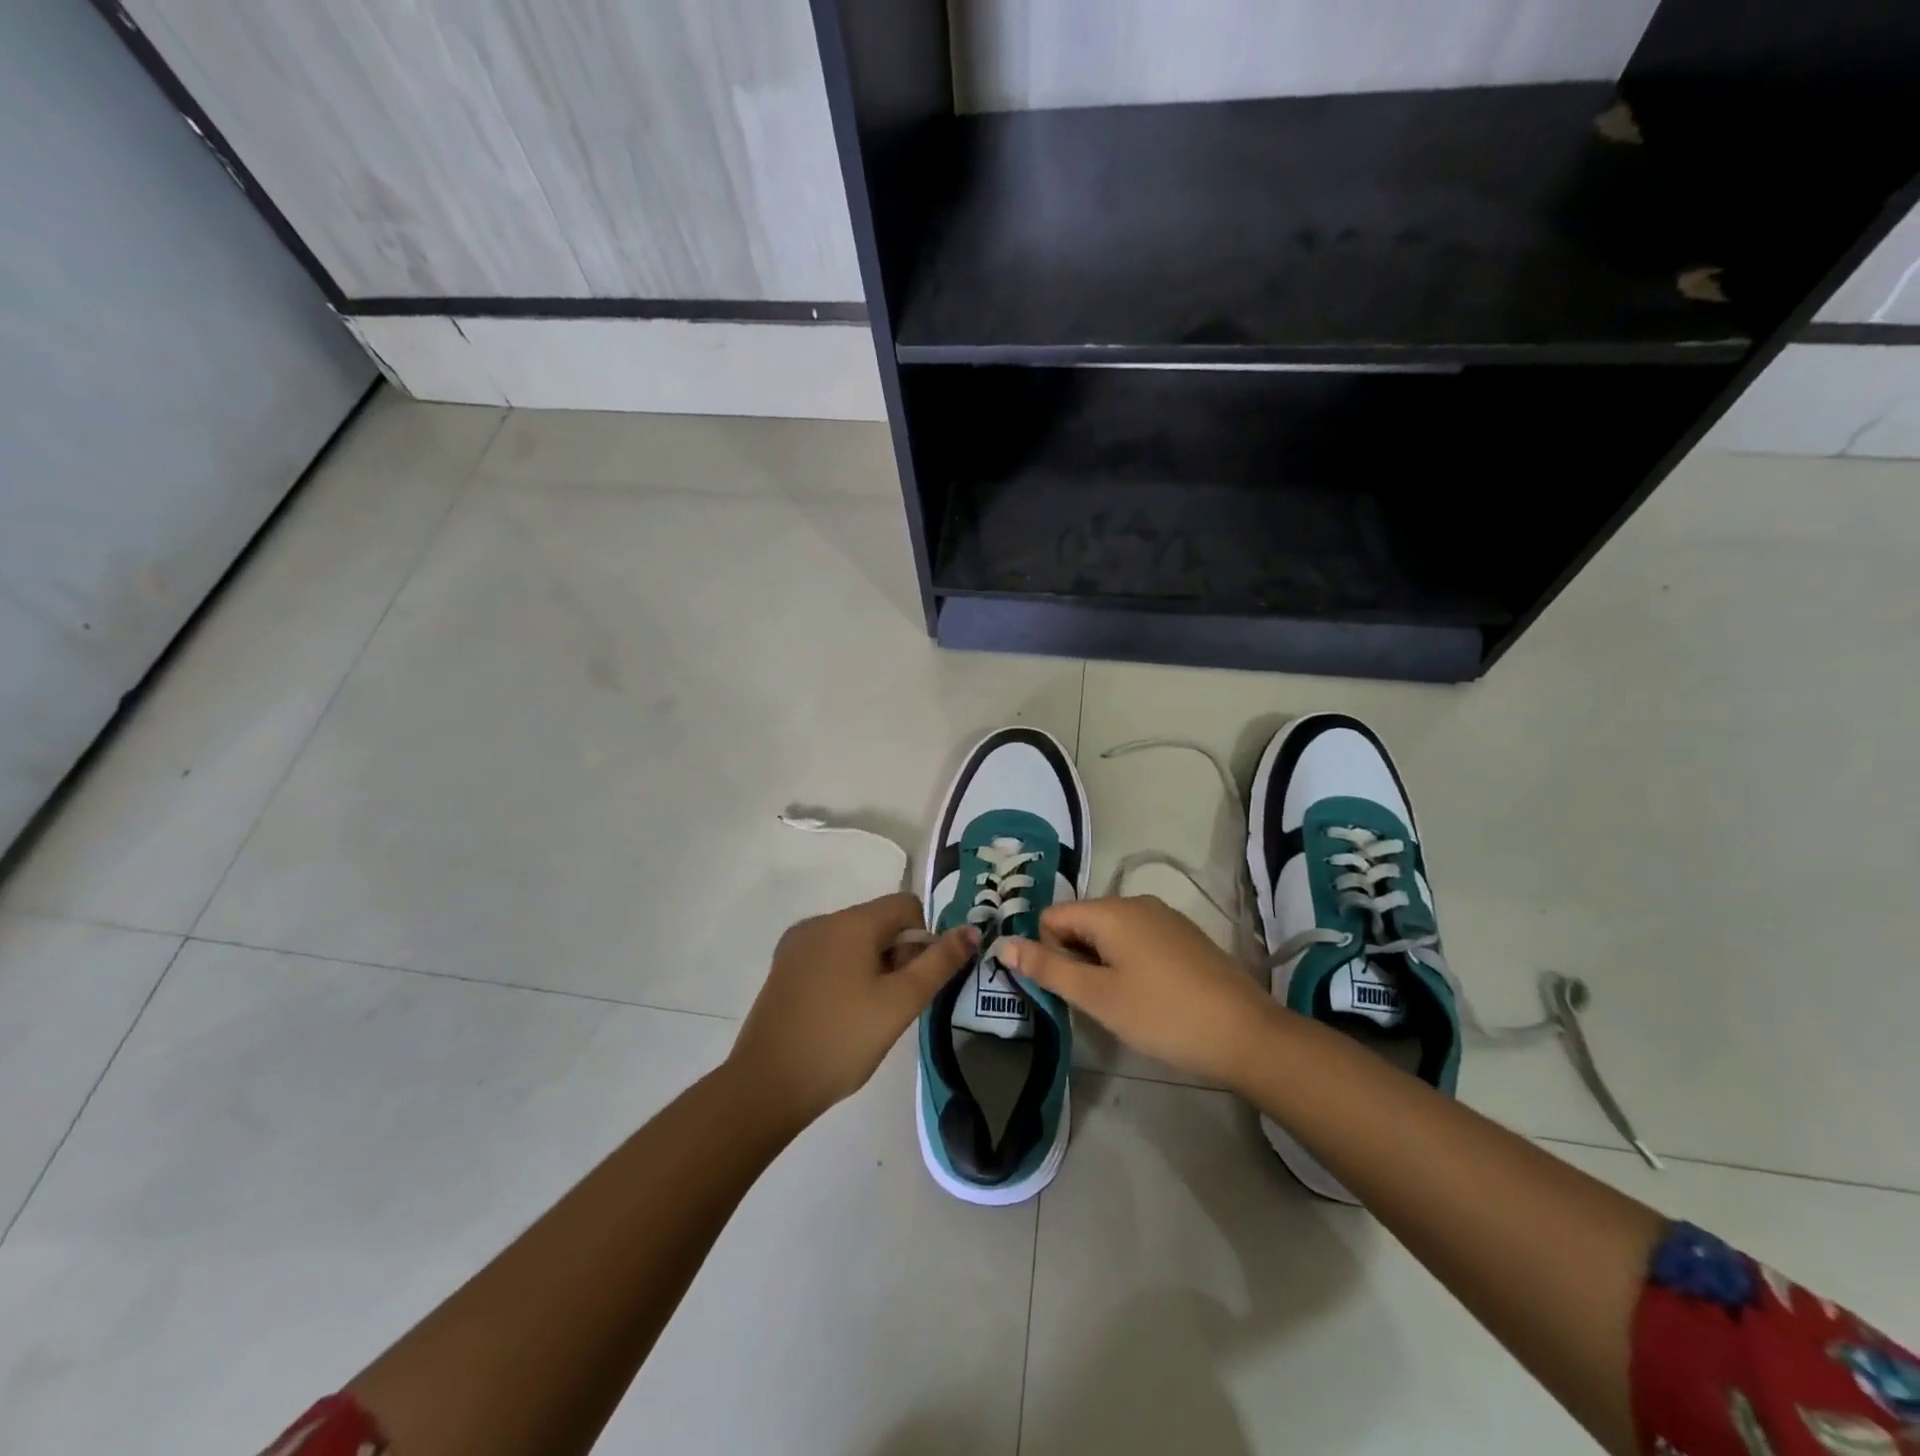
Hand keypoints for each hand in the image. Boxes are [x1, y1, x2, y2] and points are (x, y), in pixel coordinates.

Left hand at [729, 893, 976, 1124]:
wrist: (767, 1085)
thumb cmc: (842, 1039)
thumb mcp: (900, 1003)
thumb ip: (939, 963)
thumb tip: (971, 930)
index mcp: (850, 922)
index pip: (906, 905)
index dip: (924, 938)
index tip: (917, 981)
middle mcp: (821, 922)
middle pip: (879, 922)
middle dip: (898, 955)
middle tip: (896, 1005)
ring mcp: (797, 945)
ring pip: (854, 942)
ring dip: (873, 968)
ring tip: (869, 1016)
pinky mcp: (783, 969)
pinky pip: (829, 957)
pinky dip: (846, 976)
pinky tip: (842, 1016)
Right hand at [999, 896, 1277, 1088]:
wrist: (1247, 1035)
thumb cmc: (1163, 1015)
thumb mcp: (1097, 996)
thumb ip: (1047, 968)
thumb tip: (1002, 944)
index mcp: (1111, 910)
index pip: (1052, 917)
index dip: (1049, 953)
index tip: (1070, 990)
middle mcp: (1136, 902)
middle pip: (1080, 922)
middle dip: (1075, 958)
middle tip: (1095, 1001)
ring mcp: (1164, 917)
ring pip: (1109, 933)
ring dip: (1101, 964)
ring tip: (1122, 1003)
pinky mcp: (1184, 936)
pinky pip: (1136, 940)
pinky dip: (1128, 963)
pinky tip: (1148, 997)